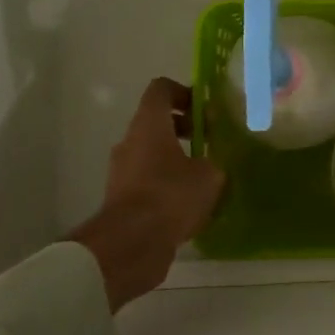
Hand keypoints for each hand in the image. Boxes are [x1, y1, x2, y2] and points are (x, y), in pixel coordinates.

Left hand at [68, 78, 225, 311]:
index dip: (185, 92)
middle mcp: (130, 141)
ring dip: (177, 158)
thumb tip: (211, 162)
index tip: (206, 112)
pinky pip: (148, 180)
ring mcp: (122, 171)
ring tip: (205, 177)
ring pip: (152, 153)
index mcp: (149, 125)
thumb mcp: (210, 175)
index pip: (161, 89)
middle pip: (156, 122)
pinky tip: (190, 202)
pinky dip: (167, 183)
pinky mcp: (121, 198)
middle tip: (211, 144)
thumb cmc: (172, 196)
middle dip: (186, 129)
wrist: (131, 244)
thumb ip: (213, 160)